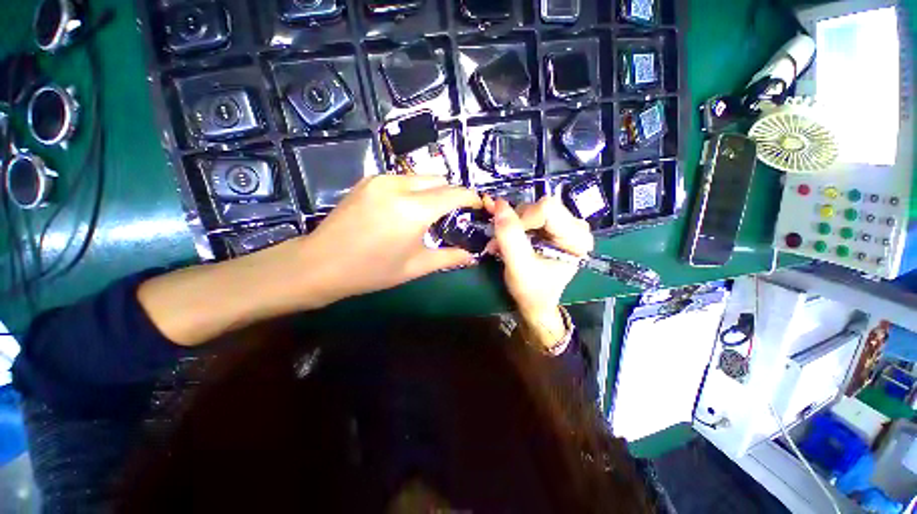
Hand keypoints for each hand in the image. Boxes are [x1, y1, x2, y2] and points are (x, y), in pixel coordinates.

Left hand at [139, 175, 480, 346]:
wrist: (321, 263)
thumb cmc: (372, 271)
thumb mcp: (415, 267)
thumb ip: (449, 258)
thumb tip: (473, 255)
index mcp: (414, 210)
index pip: (455, 194)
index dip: (471, 198)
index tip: (478, 206)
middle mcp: (400, 186)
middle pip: (439, 179)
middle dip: (452, 193)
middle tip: (454, 213)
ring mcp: (381, 179)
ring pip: (421, 177)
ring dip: (432, 190)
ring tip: (430, 212)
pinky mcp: (369, 180)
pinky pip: (402, 179)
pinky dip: (414, 189)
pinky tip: (407, 208)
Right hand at [484, 195, 593, 348]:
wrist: (535, 302)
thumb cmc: (532, 290)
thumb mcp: (519, 266)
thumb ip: (510, 237)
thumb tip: (499, 205)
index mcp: (576, 237)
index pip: (546, 209)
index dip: (522, 220)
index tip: (509, 239)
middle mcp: (575, 226)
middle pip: (538, 207)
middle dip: (514, 224)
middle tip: (501, 243)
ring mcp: (564, 225)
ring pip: (530, 209)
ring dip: (511, 226)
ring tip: (501, 245)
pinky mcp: (552, 226)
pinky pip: (529, 215)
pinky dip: (513, 226)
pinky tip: (505, 239)